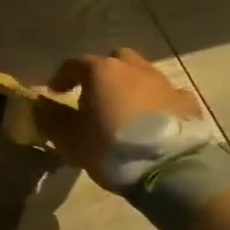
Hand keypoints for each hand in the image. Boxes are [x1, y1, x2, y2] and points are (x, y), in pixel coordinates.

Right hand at [35, 48, 203, 189]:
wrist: (171, 169)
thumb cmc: (111, 147)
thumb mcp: (69, 139)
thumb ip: (52, 120)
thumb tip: (41, 109)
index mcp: (102, 71)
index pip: (74, 64)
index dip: (62, 77)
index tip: (55, 93)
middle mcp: (134, 69)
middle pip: (114, 60)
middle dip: (103, 73)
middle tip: (95, 95)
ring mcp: (165, 84)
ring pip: (142, 75)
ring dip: (131, 87)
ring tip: (124, 111)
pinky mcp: (188, 104)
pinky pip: (167, 95)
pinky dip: (157, 103)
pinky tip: (153, 121)